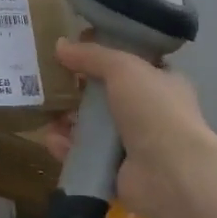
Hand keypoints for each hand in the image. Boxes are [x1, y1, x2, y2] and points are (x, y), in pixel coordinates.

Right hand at [41, 36, 216, 217]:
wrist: (171, 172)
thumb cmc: (154, 110)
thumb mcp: (123, 68)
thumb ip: (92, 55)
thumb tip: (60, 45)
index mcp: (162, 83)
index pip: (130, 66)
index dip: (102, 58)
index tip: (73, 53)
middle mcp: (150, 113)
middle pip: (106, 97)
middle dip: (77, 92)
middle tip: (50, 84)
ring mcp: (134, 145)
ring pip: (92, 128)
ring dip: (67, 120)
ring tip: (45, 113)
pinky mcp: (116, 172)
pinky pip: (85, 155)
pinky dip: (67, 148)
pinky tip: (51, 140)